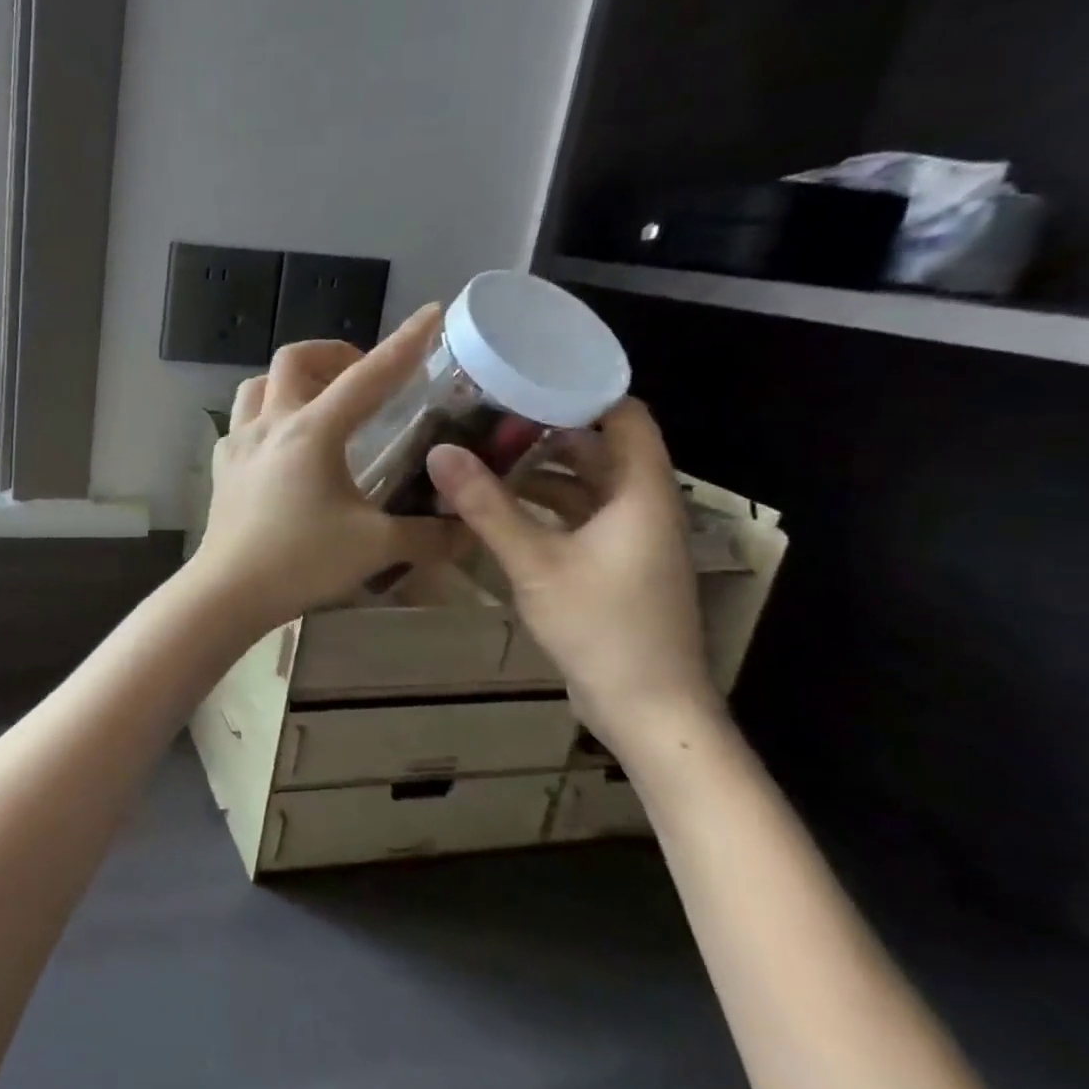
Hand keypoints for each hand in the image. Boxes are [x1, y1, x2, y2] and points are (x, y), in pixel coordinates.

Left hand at [193, 304, 463, 630]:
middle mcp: (271, 424)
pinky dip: (267, 416)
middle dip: (333, 353)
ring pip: (259, 384)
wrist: (227, 591)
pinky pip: (242, 421)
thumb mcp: (376, 546)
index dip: (404, 343)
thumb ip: (429, 534)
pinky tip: (282, 446)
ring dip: (291, 380)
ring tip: (319, 402)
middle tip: (361, 375)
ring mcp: (238, 443)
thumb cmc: (301, 562)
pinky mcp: (222, 466)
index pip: (368, 376)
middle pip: (295, 359)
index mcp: (312, 431)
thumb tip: (470, 530)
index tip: (431, 313)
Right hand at [425, 399, 722, 763]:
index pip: (625, 416)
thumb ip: (486, 506)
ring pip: (588, 485)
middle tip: (488, 418)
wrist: (648, 709)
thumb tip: (440, 451)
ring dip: (543, 471)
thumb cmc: (602, 627)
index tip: (524, 379)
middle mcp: (644, 507)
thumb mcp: (535, 563)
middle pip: (601, 448)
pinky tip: (501, 509)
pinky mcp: (617, 566)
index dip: (582, 392)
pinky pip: (582, 517)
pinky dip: (546, 506)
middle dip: (548, 431)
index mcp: (641, 493)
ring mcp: (632, 539)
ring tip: (485, 457)